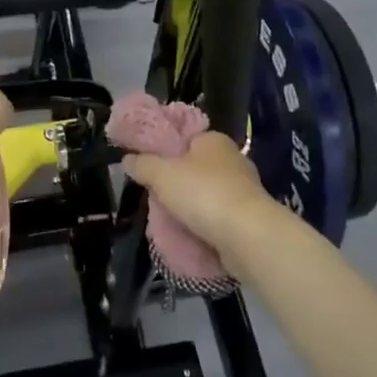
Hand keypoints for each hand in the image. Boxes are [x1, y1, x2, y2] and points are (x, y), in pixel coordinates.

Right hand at [123, 132, 286, 267]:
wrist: (247, 237)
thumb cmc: (203, 193)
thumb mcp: (162, 174)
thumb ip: (142, 165)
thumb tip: (127, 159)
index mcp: (214, 140)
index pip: (186, 139)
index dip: (166, 152)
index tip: (150, 169)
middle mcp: (233, 160)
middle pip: (196, 168)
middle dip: (178, 183)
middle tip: (156, 197)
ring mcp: (244, 191)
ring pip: (208, 195)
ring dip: (192, 208)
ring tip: (169, 221)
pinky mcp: (249, 219)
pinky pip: (219, 219)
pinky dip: (205, 226)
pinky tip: (190, 236)